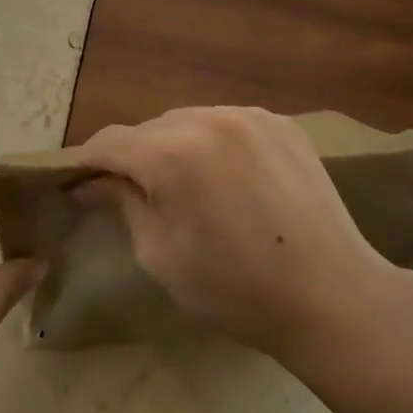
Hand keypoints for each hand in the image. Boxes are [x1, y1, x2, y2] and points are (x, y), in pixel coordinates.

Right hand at [77, 107, 401, 366]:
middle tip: (135, 195)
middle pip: (149, 129)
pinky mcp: (280, 123)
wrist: (333, 296)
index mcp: (170, 154)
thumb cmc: (235, 289)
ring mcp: (248, 116)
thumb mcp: (160, 255)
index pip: (109, 142)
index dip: (87, 161)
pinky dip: (213, 144)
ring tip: (187, 188)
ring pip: (188, 122)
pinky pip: (227, 124)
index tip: (79, 183)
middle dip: (134, 157)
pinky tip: (228, 179)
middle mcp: (207, 119)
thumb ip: (122, 205)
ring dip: (175, 147)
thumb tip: (92, 184)